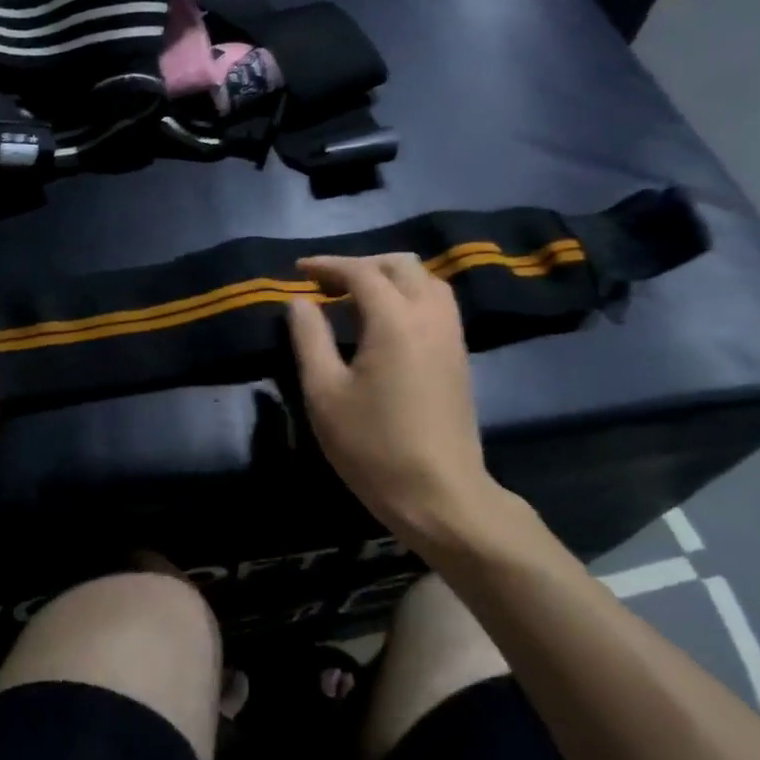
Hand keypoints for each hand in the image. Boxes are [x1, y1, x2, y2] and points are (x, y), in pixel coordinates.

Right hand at [286, 253, 525, 556]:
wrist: (440, 494)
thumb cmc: (373, 446)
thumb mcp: (324, 393)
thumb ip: (309, 339)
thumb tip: (299, 302)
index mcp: (394, 320)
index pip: (361, 272)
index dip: (328, 265)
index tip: (299, 270)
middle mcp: (430, 316)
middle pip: (401, 266)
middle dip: (362, 264)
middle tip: (328, 284)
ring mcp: (451, 335)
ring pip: (426, 281)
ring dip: (390, 277)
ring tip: (357, 298)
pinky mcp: (460, 355)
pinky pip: (437, 303)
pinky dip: (410, 295)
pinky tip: (387, 322)